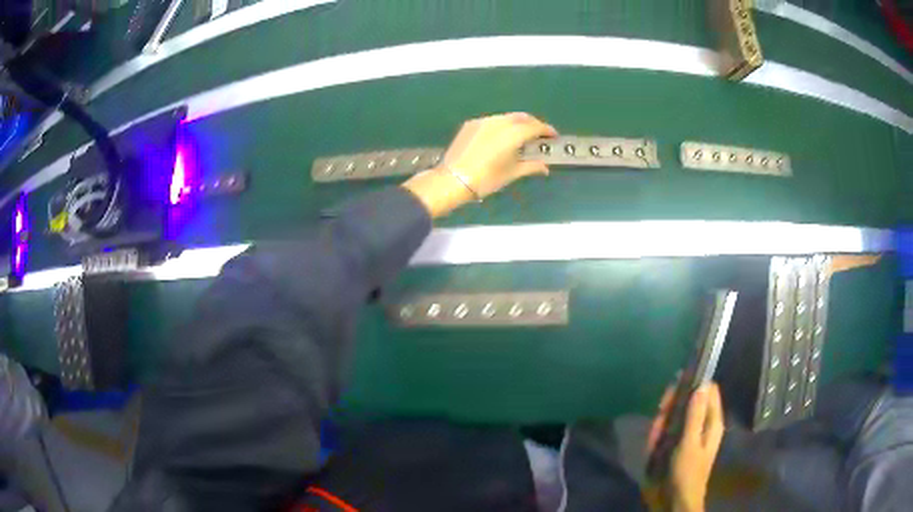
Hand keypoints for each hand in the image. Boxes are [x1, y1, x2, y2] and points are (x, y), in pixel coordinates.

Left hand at [402, 113, 556, 217]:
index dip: (547, 130)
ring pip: (507, 117)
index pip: (535, 126)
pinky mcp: (471, 124)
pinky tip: (501, 137)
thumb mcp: (511, 174)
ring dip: (518, 123)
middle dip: (533, 124)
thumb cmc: (486, 179)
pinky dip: (502, 125)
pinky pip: (492, 120)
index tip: (553, 137)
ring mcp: (484, 121)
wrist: (452, 179)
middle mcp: (500, 122)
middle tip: (539, 136)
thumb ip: (531, 166)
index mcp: (513, 133)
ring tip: (521, 136)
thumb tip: (545, 167)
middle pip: (522, 117)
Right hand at [647, 383, 724, 511]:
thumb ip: (695, 414)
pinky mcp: (671, 446)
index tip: (677, 383)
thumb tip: (701, 383)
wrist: (672, 501)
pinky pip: (663, 431)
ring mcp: (684, 435)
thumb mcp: (690, 443)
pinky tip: (651, 443)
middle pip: (688, 401)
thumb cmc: (687, 473)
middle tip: (661, 409)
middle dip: (673, 403)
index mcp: (711, 422)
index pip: (708, 391)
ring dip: (662, 421)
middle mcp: (699, 425)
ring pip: (673, 415)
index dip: (695, 383)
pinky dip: (656, 434)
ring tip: (655, 433)